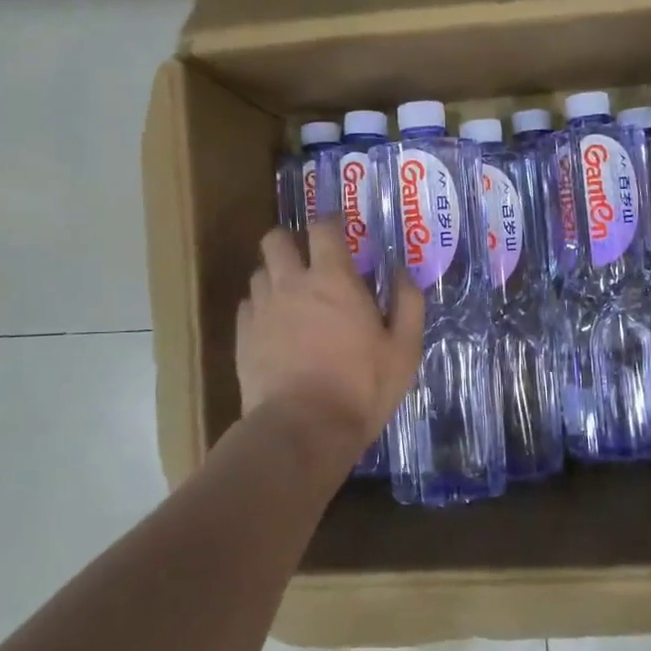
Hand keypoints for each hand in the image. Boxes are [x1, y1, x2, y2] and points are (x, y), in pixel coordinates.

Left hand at [236, 219, 424, 462]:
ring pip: (259, 272)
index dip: (330, 222)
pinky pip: (247, 305)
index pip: (323, 227)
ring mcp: (262, 308)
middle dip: (290, 241)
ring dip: (275, 275)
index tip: (339, 229)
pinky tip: (274, 327)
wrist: (302, 429)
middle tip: (308, 260)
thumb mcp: (404, 349)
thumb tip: (401, 270)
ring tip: (291, 297)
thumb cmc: (361, 387)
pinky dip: (260, 307)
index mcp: (333, 279)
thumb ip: (407, 302)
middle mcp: (291, 283)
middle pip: (275, 239)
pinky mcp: (242, 336)